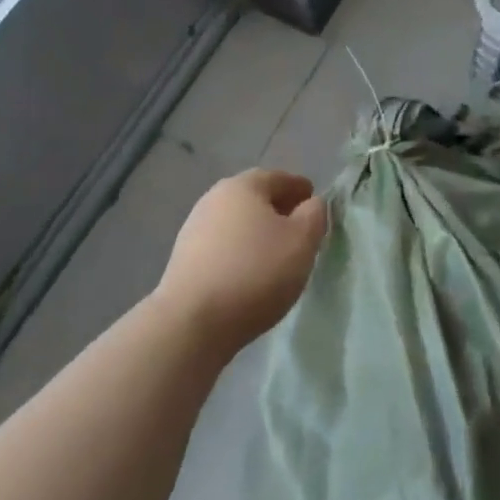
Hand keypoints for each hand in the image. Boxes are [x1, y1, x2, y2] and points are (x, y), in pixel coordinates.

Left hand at [154, 169, 328, 352]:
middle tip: (300, 230)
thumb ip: (314, 215)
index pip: (280, 178)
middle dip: (279, 210)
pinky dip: (240, 252)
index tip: (315, 205)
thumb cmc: (256, 271)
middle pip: (255, 199)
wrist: (192, 321)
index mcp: (243, 186)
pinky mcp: (184, 260)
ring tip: (277, 256)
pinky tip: (250, 273)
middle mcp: (214, 198)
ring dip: (258, 233)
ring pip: (237, 223)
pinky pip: (223, 247)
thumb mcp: (302, 240)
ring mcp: (194, 229)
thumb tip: (311, 204)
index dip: (301, 190)